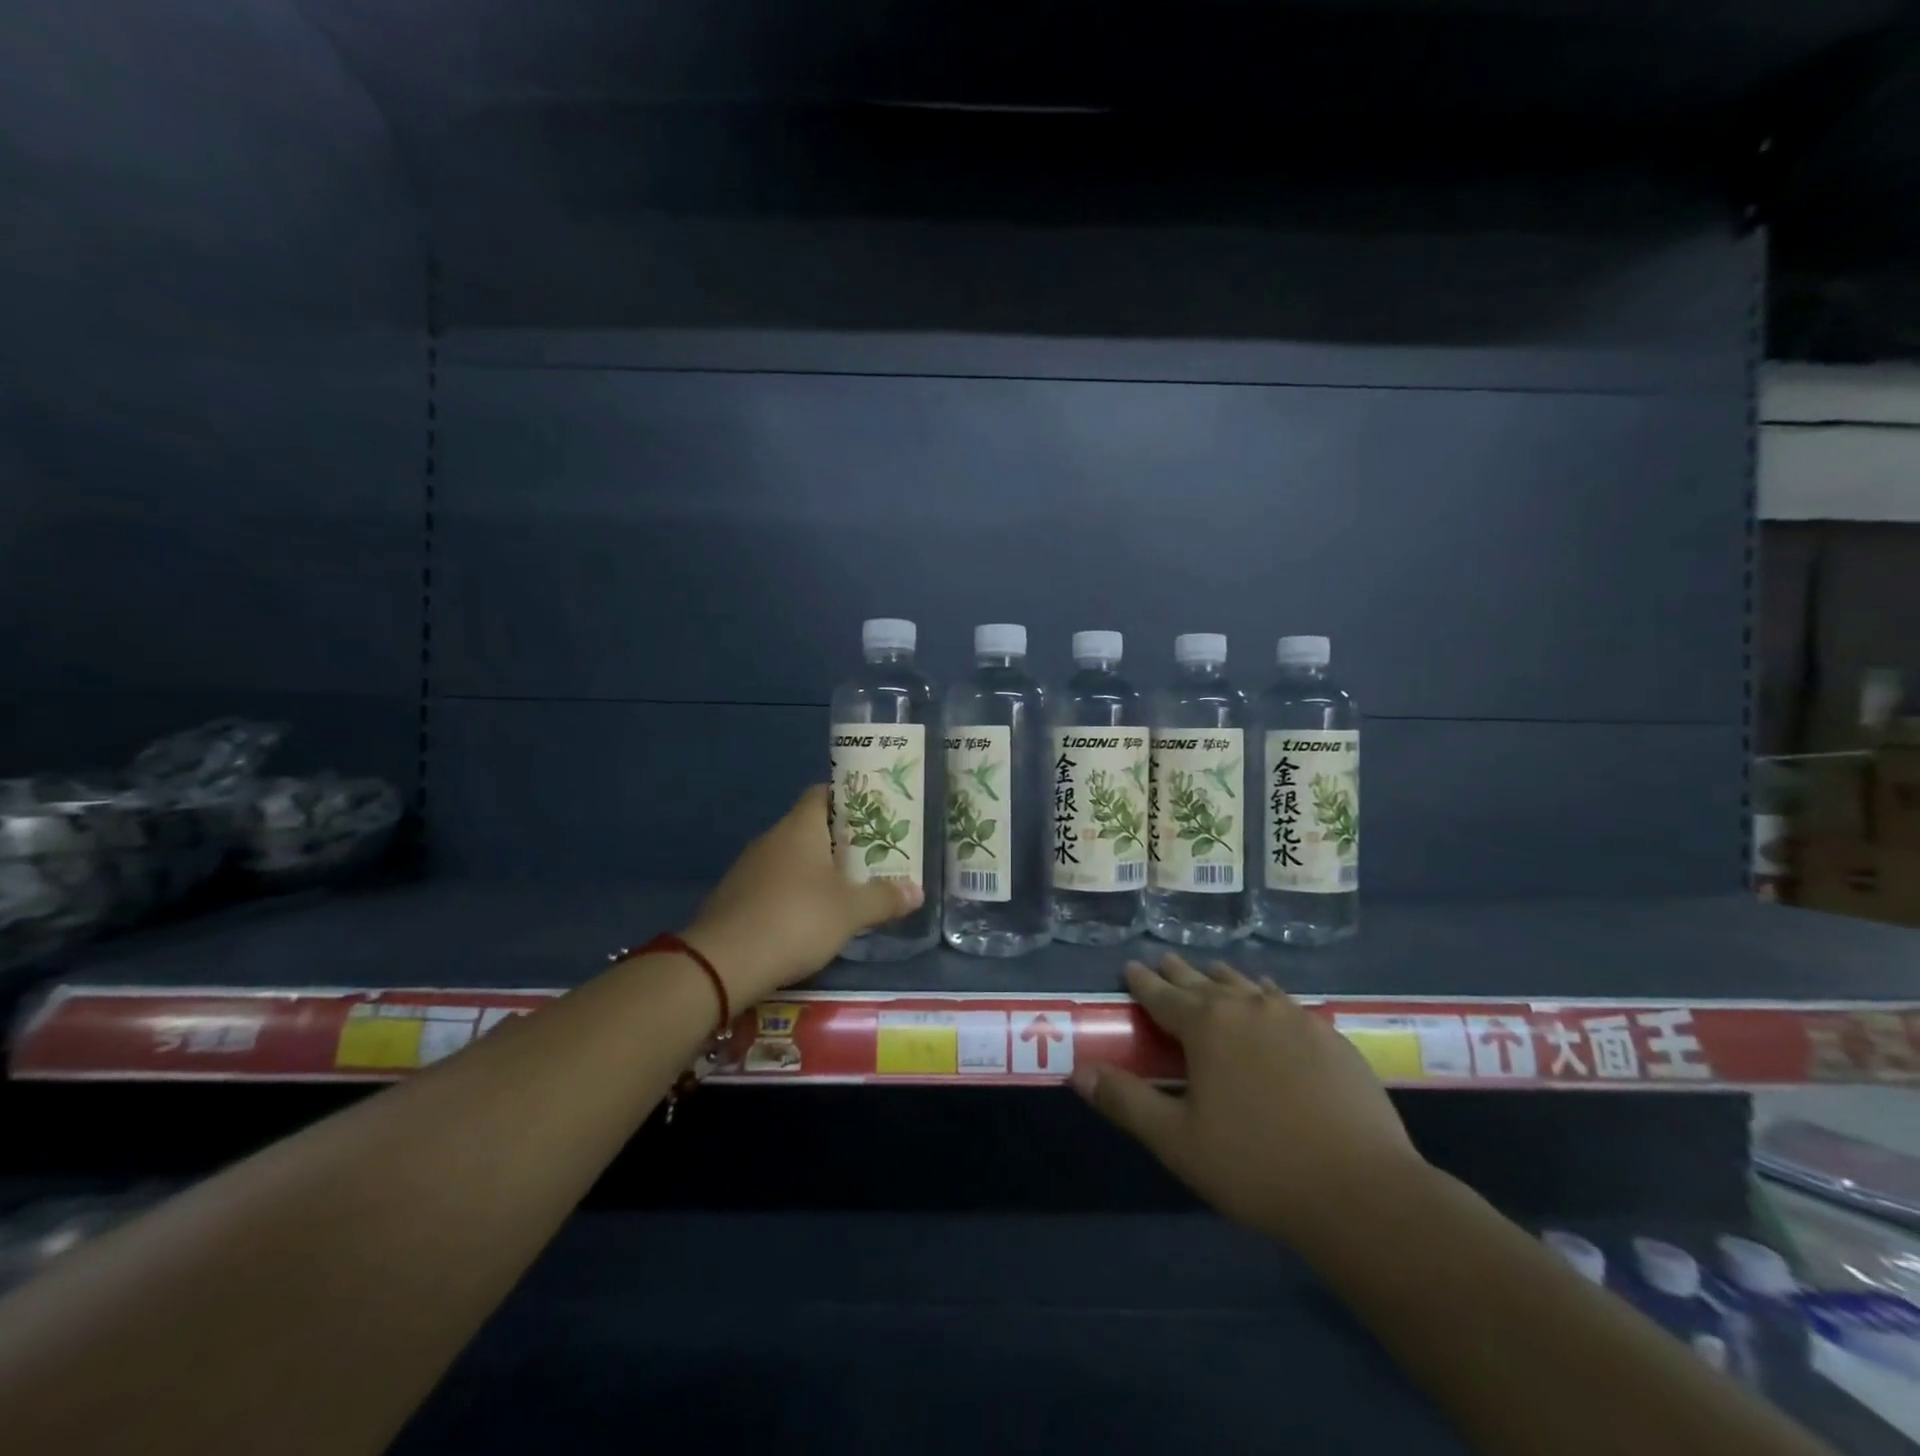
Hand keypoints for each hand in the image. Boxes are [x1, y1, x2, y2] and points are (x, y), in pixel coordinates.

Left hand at [683, 784, 922, 1005]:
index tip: (872, 815)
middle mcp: (772, 838)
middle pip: (808, 827)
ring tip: (844, 888)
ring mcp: (748, 867)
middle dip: (838, 840)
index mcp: (800, 828)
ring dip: (814, 869)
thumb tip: (917, 891)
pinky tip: (807, 917)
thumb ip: (883, 898)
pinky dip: (791, 893)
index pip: (822, 793)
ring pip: (789, 857)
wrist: (723, 962)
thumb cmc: (796, 920)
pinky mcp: (735, 896)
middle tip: (869, 856)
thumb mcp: (850, 912)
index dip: (848, 799)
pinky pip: (772, 883)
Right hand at [1071, 955, 1426, 1242]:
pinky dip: (1265, 995)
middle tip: (1163, 960)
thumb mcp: (1177, 1141)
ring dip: (1223, 978)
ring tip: (1211, 973)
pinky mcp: (1331, 1036)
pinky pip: (1285, 1001)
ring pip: (1247, 985)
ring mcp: (1294, 1017)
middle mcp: (1248, 1007)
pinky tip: (1270, 1001)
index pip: (1163, 994)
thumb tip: (1077, 1071)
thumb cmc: (1257, 1166)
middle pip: (1204, 982)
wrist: (1363, 1192)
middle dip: (1179, 972)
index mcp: (1207, 1026)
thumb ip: (1125, 1101)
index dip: (1142, 981)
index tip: (1130, 966)